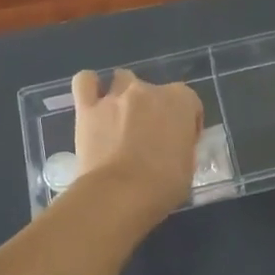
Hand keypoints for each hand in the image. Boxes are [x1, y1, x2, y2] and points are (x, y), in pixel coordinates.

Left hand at [71, 68, 202, 217]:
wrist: (120, 195)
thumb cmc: (163, 185)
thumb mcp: (188, 166)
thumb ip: (182, 147)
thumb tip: (173, 149)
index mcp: (180, 101)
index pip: (189, 103)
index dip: (185, 124)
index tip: (180, 143)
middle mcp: (148, 90)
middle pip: (154, 91)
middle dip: (153, 110)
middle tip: (149, 138)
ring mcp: (116, 96)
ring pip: (122, 80)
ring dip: (124, 95)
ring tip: (120, 120)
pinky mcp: (87, 108)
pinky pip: (85, 82)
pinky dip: (89, 85)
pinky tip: (93, 100)